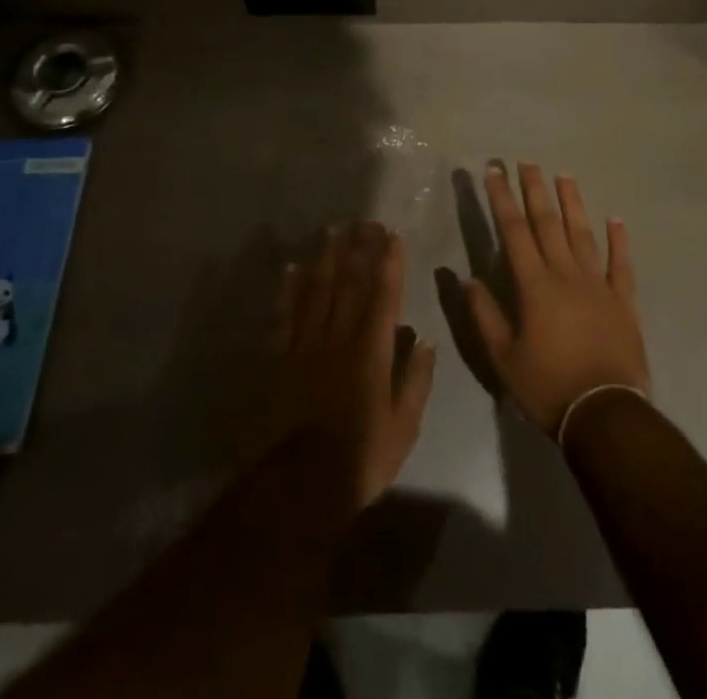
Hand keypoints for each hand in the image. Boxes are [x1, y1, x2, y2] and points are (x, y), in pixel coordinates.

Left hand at [269, 221, 436, 512]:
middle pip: (350, 282)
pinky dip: (290, 289)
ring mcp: (306, 344)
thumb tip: (426, 340)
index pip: (384, 295)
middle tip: (365, 221)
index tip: (393, 235)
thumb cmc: (361, 458)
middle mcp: (339, 336)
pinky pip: (285, 315)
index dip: (390, 263)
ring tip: (333, 230)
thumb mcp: (404, 426)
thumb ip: (416, 379)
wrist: (300, 486)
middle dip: (360, 249)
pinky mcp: (280, 358)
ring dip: (327, 257)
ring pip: (317, 290)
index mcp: (372, 350)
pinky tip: (293, 268)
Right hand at [465, 162, 649, 435]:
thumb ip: (485, 314)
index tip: (494, 172)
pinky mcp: (623, 301)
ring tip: (564, 175)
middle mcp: (566, 274)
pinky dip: (619, 241)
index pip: (514, 231)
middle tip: (526, 162)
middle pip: (548, 222)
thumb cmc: (547, 386)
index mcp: (534, 285)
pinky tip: (616, 220)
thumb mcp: (503, 357)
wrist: (604, 414)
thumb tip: (467, 278)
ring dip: (572, 202)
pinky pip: (621, 264)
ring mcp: (598, 284)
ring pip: (583, 233)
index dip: (502, 199)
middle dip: (534, 190)